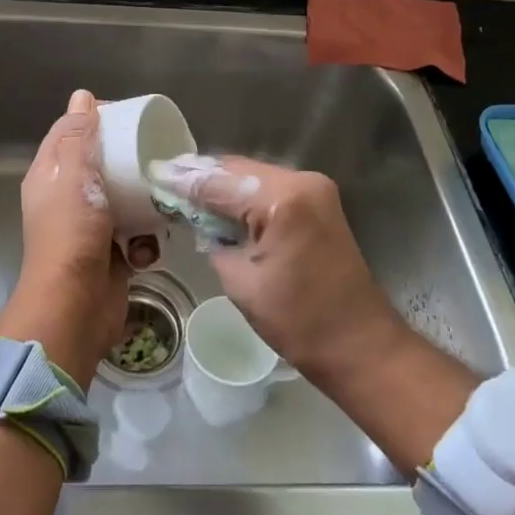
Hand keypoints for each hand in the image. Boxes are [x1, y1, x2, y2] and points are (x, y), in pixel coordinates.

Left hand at [0, 90, 149, 386]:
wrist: (76, 308)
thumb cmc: (71, 235)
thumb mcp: (73, 178)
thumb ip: (78, 138)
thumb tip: (81, 96)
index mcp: (50, 176)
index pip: (69, 133)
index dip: (94, 118)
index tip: (127, 114)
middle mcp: (67, 198)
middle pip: (100, 164)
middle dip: (129, 161)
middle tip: (156, 153)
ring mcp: (90, 227)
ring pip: (124, 199)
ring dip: (144, 203)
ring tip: (161, 200)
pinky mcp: (112, 253)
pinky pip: (136, 233)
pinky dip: (145, 240)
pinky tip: (149, 246)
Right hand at [149, 155, 395, 376]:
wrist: (360, 344)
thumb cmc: (299, 322)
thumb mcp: (241, 281)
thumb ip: (213, 239)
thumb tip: (197, 218)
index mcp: (281, 200)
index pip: (219, 182)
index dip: (183, 181)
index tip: (153, 175)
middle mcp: (300, 181)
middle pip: (237, 169)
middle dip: (201, 177)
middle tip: (164, 181)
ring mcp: (314, 189)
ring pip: (252, 175)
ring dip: (221, 184)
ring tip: (184, 191)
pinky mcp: (318, 201)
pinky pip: (269, 188)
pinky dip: (244, 194)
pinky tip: (219, 203)